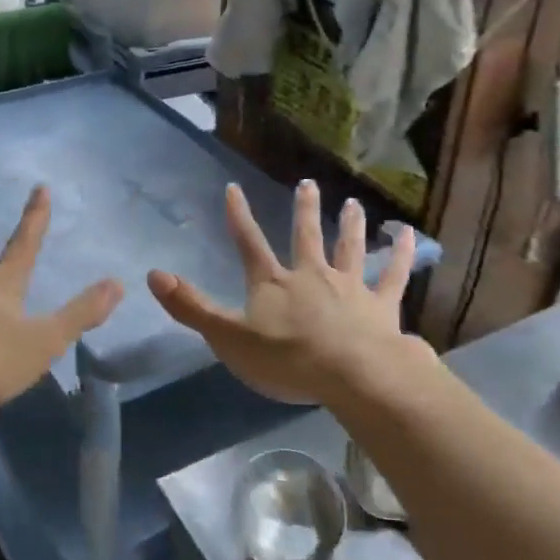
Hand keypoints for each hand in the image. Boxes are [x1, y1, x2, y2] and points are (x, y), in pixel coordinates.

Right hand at [147, 180, 430, 404]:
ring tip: (354, 203)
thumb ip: (191, 307)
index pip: (249, 243)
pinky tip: (407, 235)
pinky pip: (392, 274)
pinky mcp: (381, 305)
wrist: (351, 375)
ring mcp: (349, 286)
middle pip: (306, 236)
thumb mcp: (228, 338)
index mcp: (273, 283)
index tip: (233, 188)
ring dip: (350, 224)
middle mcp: (312, 275)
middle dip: (304, 210)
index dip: (238, 217)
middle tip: (307, 184)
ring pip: (349, 247)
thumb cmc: (286, 360)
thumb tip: (153, 274)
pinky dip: (400, 254)